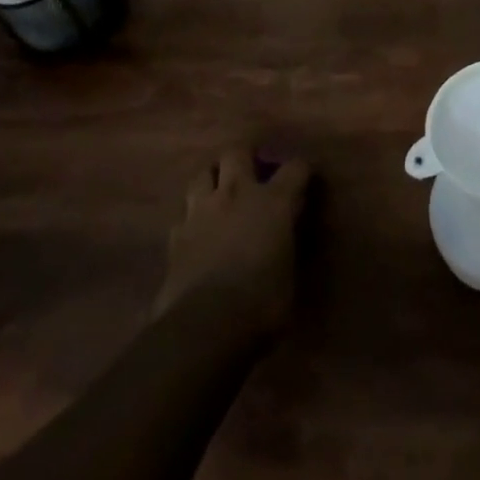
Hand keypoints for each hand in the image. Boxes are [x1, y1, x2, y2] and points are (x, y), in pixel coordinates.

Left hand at [155, 147, 311, 345]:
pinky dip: (192, 217)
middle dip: (245, 156)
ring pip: (201, 174)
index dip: (302, 170)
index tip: (305, 180)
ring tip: (220, 191)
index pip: (295, 167)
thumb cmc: (260, 303)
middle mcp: (236, 194)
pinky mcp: (175, 237)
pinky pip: (183, 214)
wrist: (202, 328)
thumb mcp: (289, 274)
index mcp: (273, 201)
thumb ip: (287, 244)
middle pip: (236, 152)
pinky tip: (197, 230)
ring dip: (212, 178)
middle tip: (252, 170)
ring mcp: (201, 212)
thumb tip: (285, 234)